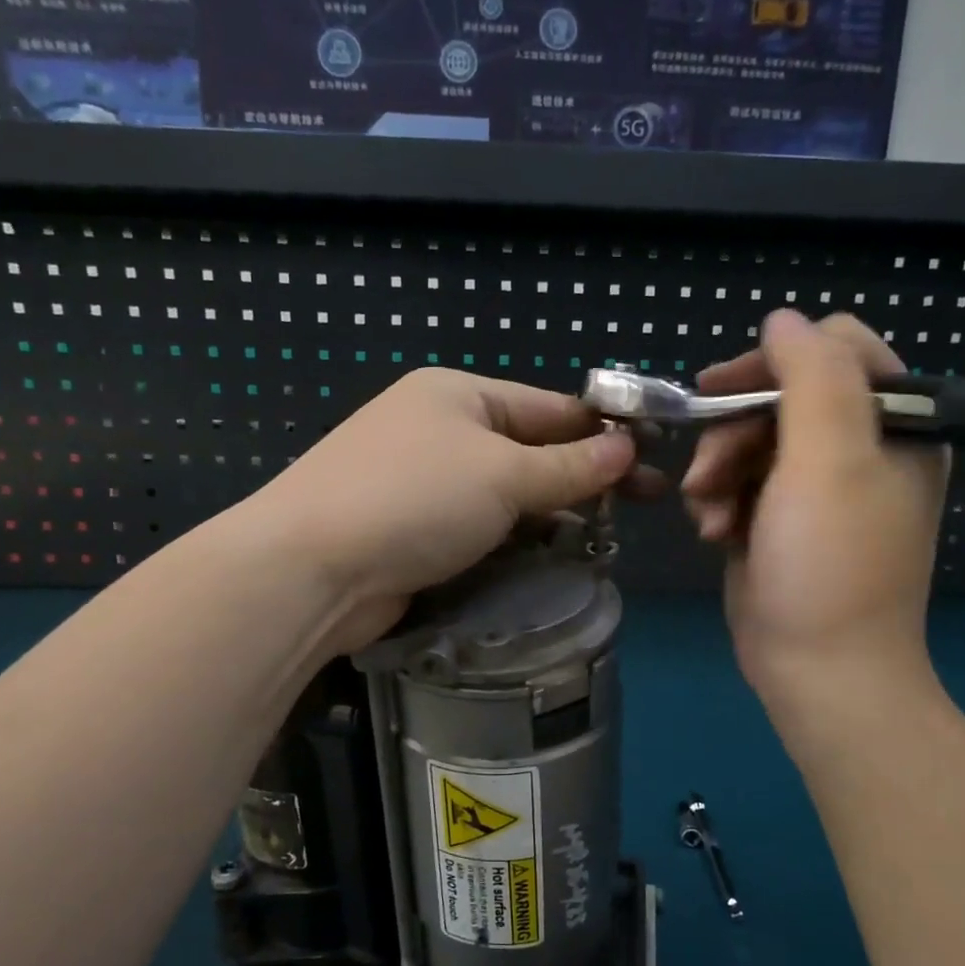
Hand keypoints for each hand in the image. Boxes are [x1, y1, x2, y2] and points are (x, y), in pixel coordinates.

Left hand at [250, 369, 639, 651]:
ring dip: (552, 513)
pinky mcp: (414, 531)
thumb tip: (626, 448)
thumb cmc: (414, 499)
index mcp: (458, 395)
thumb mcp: (502, 474)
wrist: (312, 570)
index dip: (602, 431)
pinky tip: (553, 557)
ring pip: (506, 494)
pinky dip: (516, 540)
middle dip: (584, 476)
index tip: (652, 459)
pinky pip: (481, 528)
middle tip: (644, 505)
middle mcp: (439, 430)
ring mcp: (423, 482)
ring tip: (607, 536)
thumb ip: (569, 466)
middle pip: (530, 449)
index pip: (549, 407)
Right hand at [682, 311, 948, 720]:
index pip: (834, 349)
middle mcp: (858, 447)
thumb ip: (811, 376)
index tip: (722, 390)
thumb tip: (781, 318)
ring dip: (717, 471)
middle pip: (778, 396)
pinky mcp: (778, 517)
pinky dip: (718, 501)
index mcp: (893, 424)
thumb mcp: (829, 461)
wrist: (818, 670)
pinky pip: (738, 480)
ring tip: (708, 515)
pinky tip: (714, 533)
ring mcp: (815, 485)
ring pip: (748, 439)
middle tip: (707, 472)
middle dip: (732, 431)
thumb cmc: (830, 564)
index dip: (773, 360)